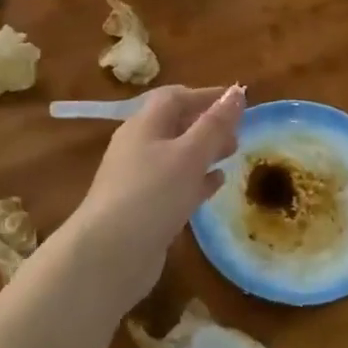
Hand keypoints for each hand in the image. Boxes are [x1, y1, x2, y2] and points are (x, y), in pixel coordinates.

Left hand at [66, 85, 243, 308]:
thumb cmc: (152, 194)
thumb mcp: (189, 155)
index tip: (237, 101)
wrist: (109, 255)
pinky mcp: (144, 209)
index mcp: (144, 126)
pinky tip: (216, 184)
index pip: (174, 97)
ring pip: (176, 156)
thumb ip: (215, 124)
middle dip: (206, 124)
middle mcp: (138, 148)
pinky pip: (174, 184)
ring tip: (232, 155)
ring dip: (204, 152)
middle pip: (174, 125)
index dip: (205, 95)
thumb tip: (237, 91)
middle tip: (238, 133)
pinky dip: (197, 180)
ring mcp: (138, 180)